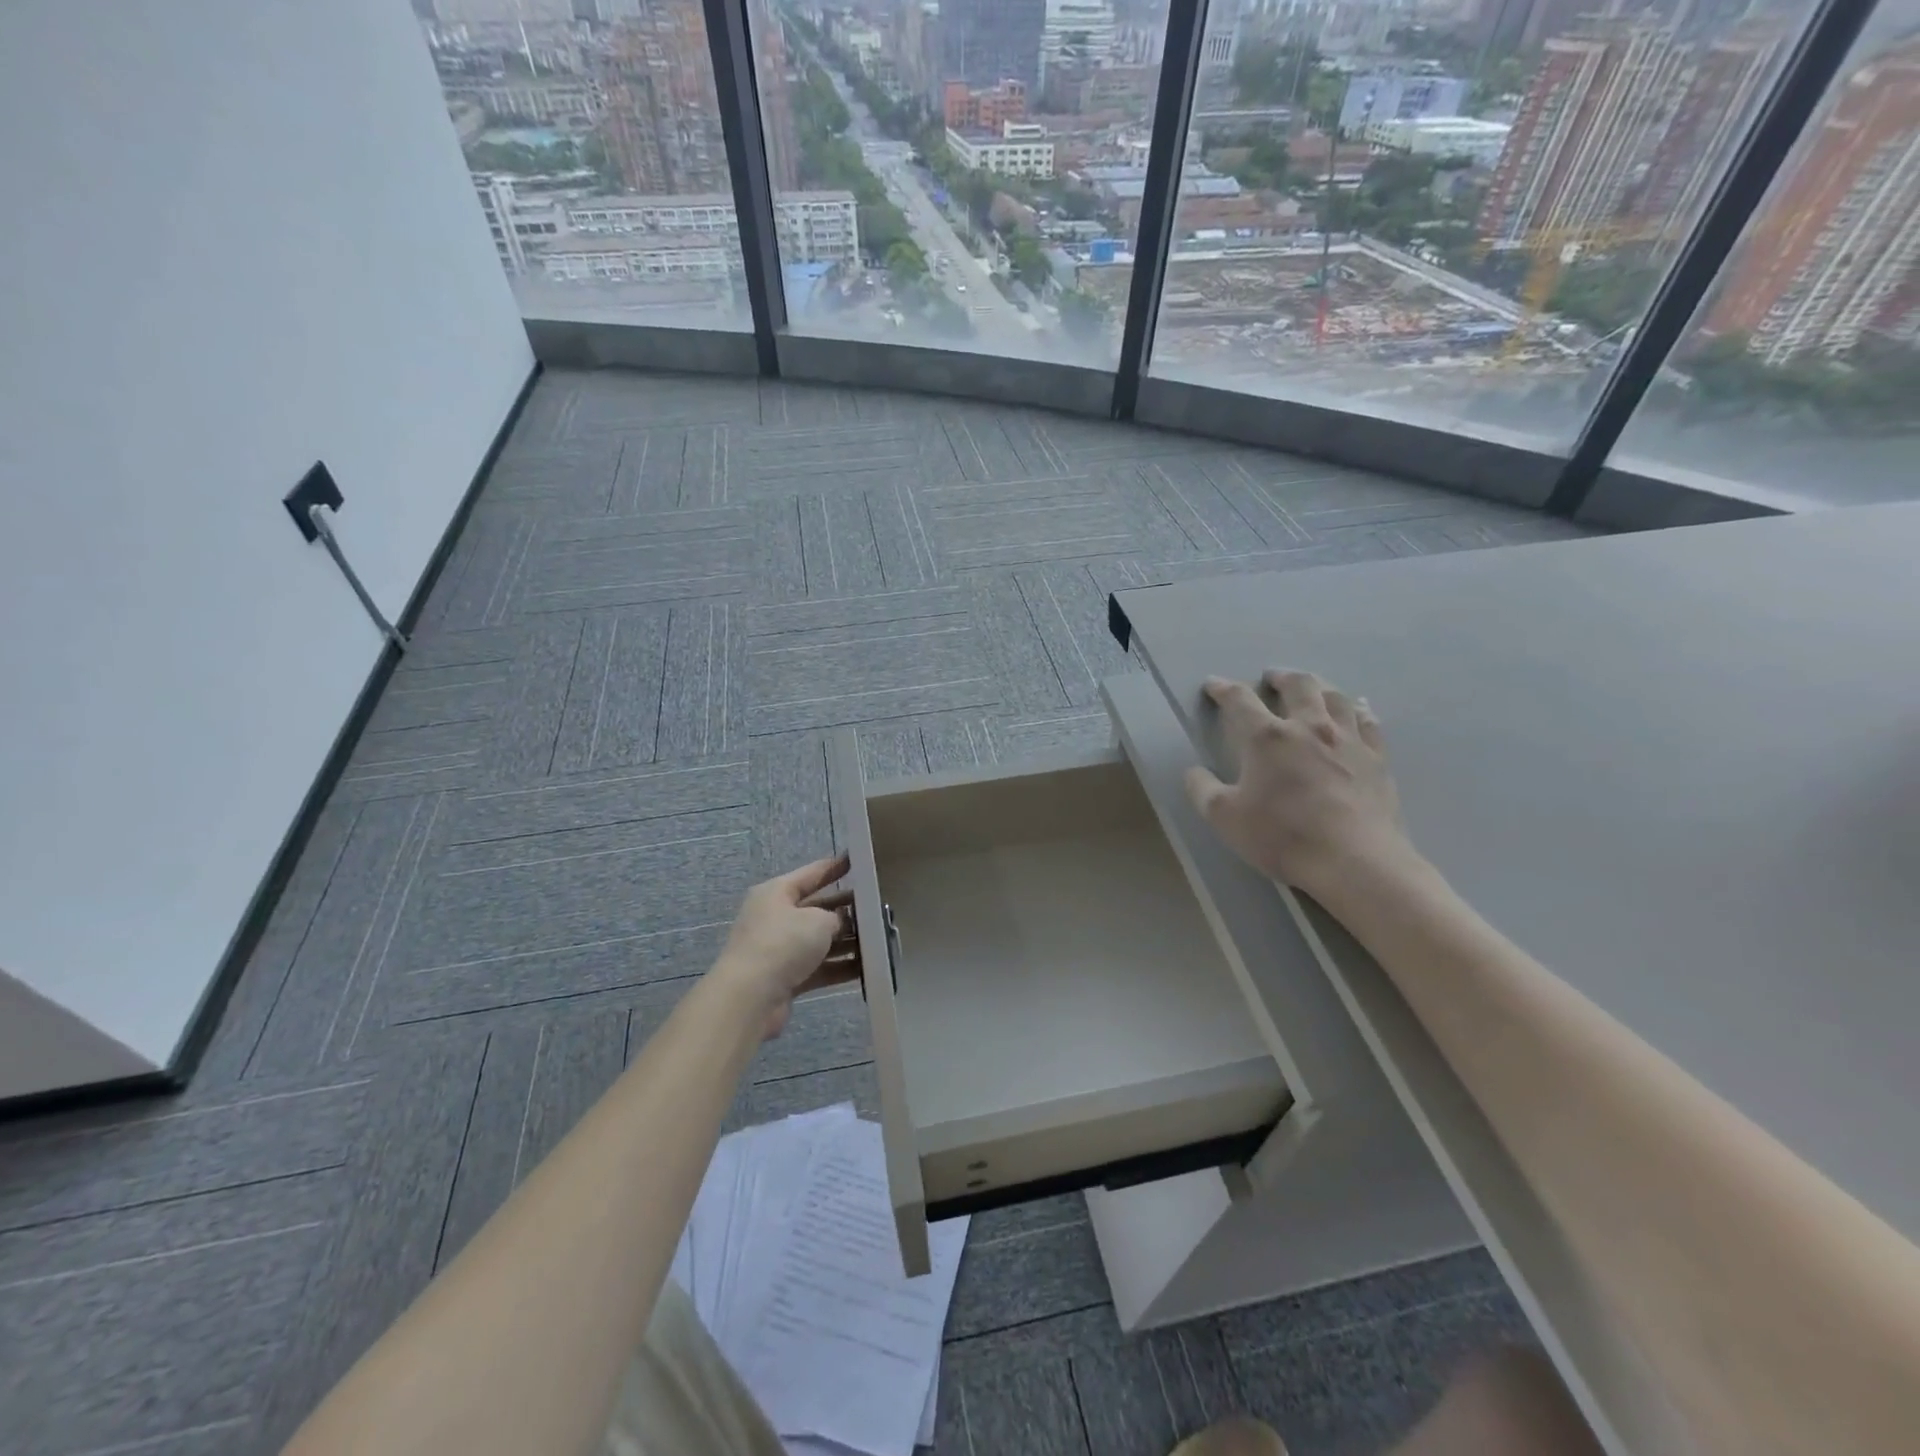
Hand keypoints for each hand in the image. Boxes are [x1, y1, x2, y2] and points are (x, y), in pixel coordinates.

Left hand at [711, 854, 859, 1039]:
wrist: (750, 998)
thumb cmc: (783, 943)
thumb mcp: (818, 920)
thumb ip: (837, 917)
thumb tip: (842, 922)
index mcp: (777, 893)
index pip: (812, 873)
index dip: (835, 867)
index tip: (857, 861)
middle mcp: (776, 917)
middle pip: (817, 908)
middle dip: (846, 909)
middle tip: (877, 907)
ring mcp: (779, 949)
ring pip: (819, 940)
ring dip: (846, 941)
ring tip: (879, 939)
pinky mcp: (785, 978)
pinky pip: (819, 967)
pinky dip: (840, 967)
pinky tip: (867, 968)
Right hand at [1184, 670, 1415, 900]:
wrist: (1354, 861)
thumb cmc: (1283, 836)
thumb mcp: (1225, 818)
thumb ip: (1202, 790)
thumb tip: (1193, 772)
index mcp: (1267, 738)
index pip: (1239, 700)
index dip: (1223, 689)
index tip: (1213, 685)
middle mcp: (1309, 727)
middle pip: (1298, 685)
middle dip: (1280, 677)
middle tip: (1271, 678)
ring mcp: (1348, 740)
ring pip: (1335, 696)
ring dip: (1319, 685)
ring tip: (1311, 687)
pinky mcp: (1376, 758)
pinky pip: (1368, 721)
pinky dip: (1357, 709)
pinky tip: (1356, 710)